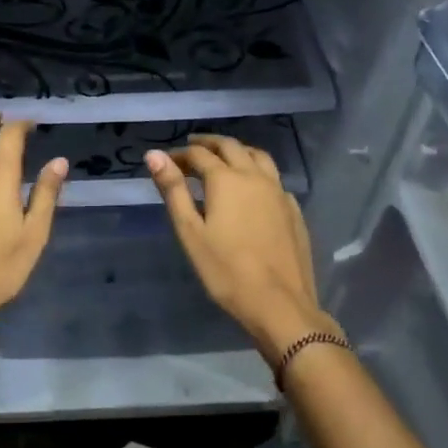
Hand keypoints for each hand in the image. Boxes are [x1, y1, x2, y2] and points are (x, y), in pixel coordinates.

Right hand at [146, 135, 335, 357]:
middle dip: (209, 143)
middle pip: (231, 146)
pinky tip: (253, 188)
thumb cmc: (226, 271)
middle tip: (192, 147)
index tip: (167, 162)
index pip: (199, 154)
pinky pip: (274, 178)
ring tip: (224, 158)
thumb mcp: (190, 232)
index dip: (180, 154)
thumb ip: (173, 190)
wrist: (280, 304)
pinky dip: (258, 172)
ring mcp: (279, 192)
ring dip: (237, 151)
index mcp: (226, 179)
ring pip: (258, 156)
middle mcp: (255, 176)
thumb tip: (154, 154)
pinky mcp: (293, 210)